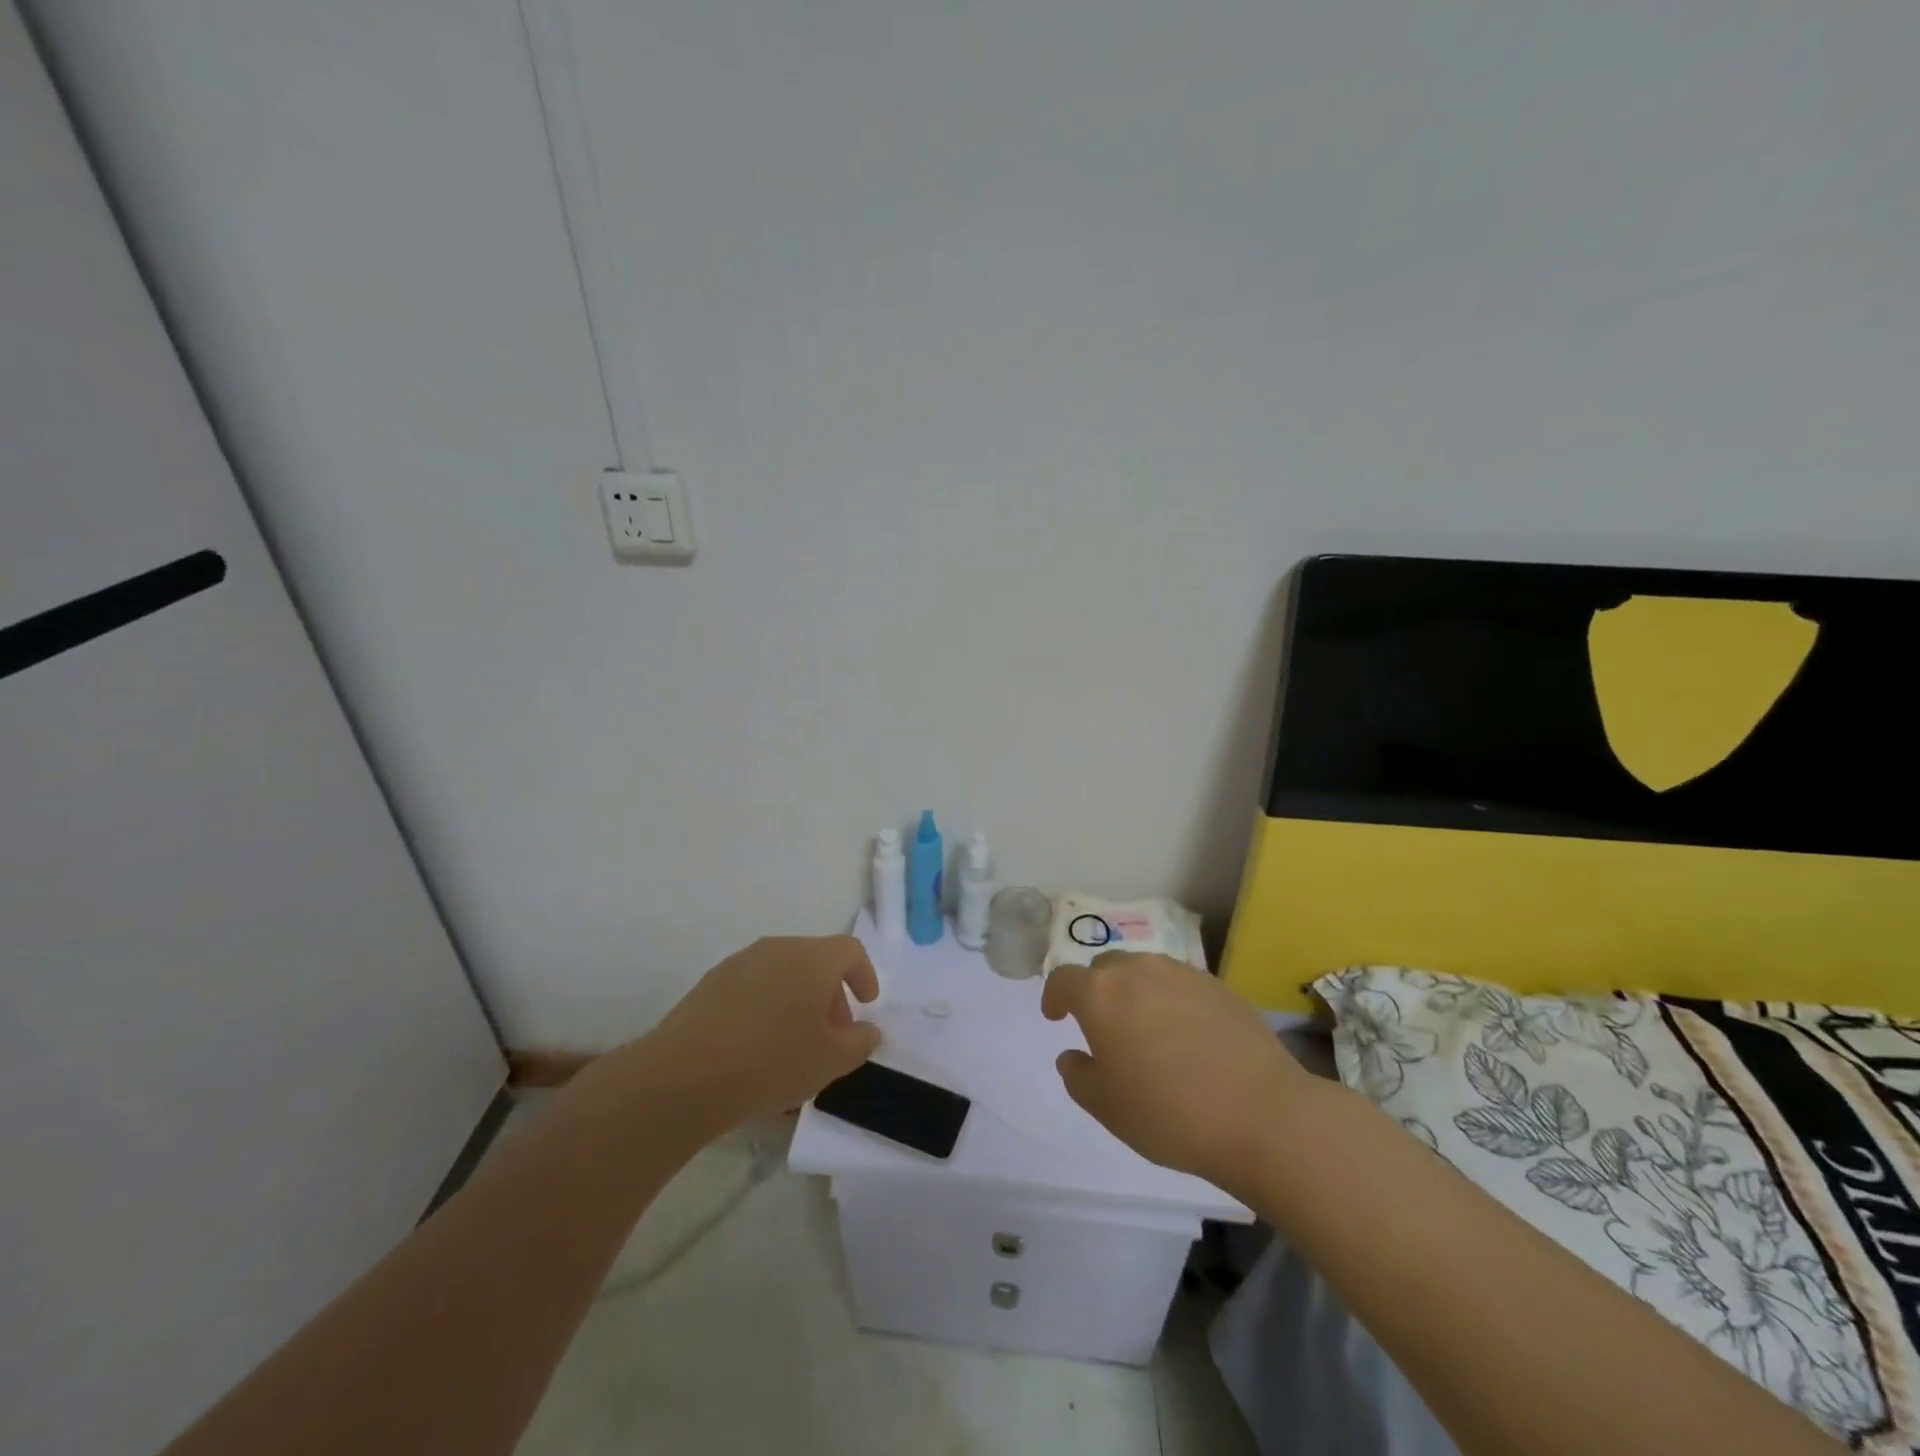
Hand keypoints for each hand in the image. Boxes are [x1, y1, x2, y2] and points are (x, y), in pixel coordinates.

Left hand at [599, 936, 881, 1129]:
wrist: (683, 1076)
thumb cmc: (771, 1062)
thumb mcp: (831, 1061)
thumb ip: (860, 1042)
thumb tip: (867, 1029)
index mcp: (812, 958)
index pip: (850, 950)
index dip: (864, 974)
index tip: (866, 1004)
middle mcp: (777, 948)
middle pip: (815, 960)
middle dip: (830, 994)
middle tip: (832, 1034)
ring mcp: (739, 963)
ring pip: (782, 973)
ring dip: (797, 1001)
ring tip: (794, 1044)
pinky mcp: (710, 984)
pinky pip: (753, 987)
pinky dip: (767, 1007)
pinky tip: (757, 1047)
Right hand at [1042, 951, 1312, 1192]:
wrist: (1261, 1114)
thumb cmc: (1169, 1113)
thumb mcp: (1107, 1108)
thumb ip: (1079, 1076)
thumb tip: (1072, 1056)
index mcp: (1101, 995)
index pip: (1064, 979)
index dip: (1054, 996)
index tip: (1056, 1016)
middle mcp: (1138, 971)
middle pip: (1106, 967)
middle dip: (1097, 990)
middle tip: (1104, 1026)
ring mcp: (1182, 974)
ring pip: (1145, 972)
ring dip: (1135, 992)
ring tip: (1147, 1029)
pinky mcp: (1219, 986)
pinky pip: (1181, 985)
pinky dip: (1172, 1001)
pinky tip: (1188, 1036)